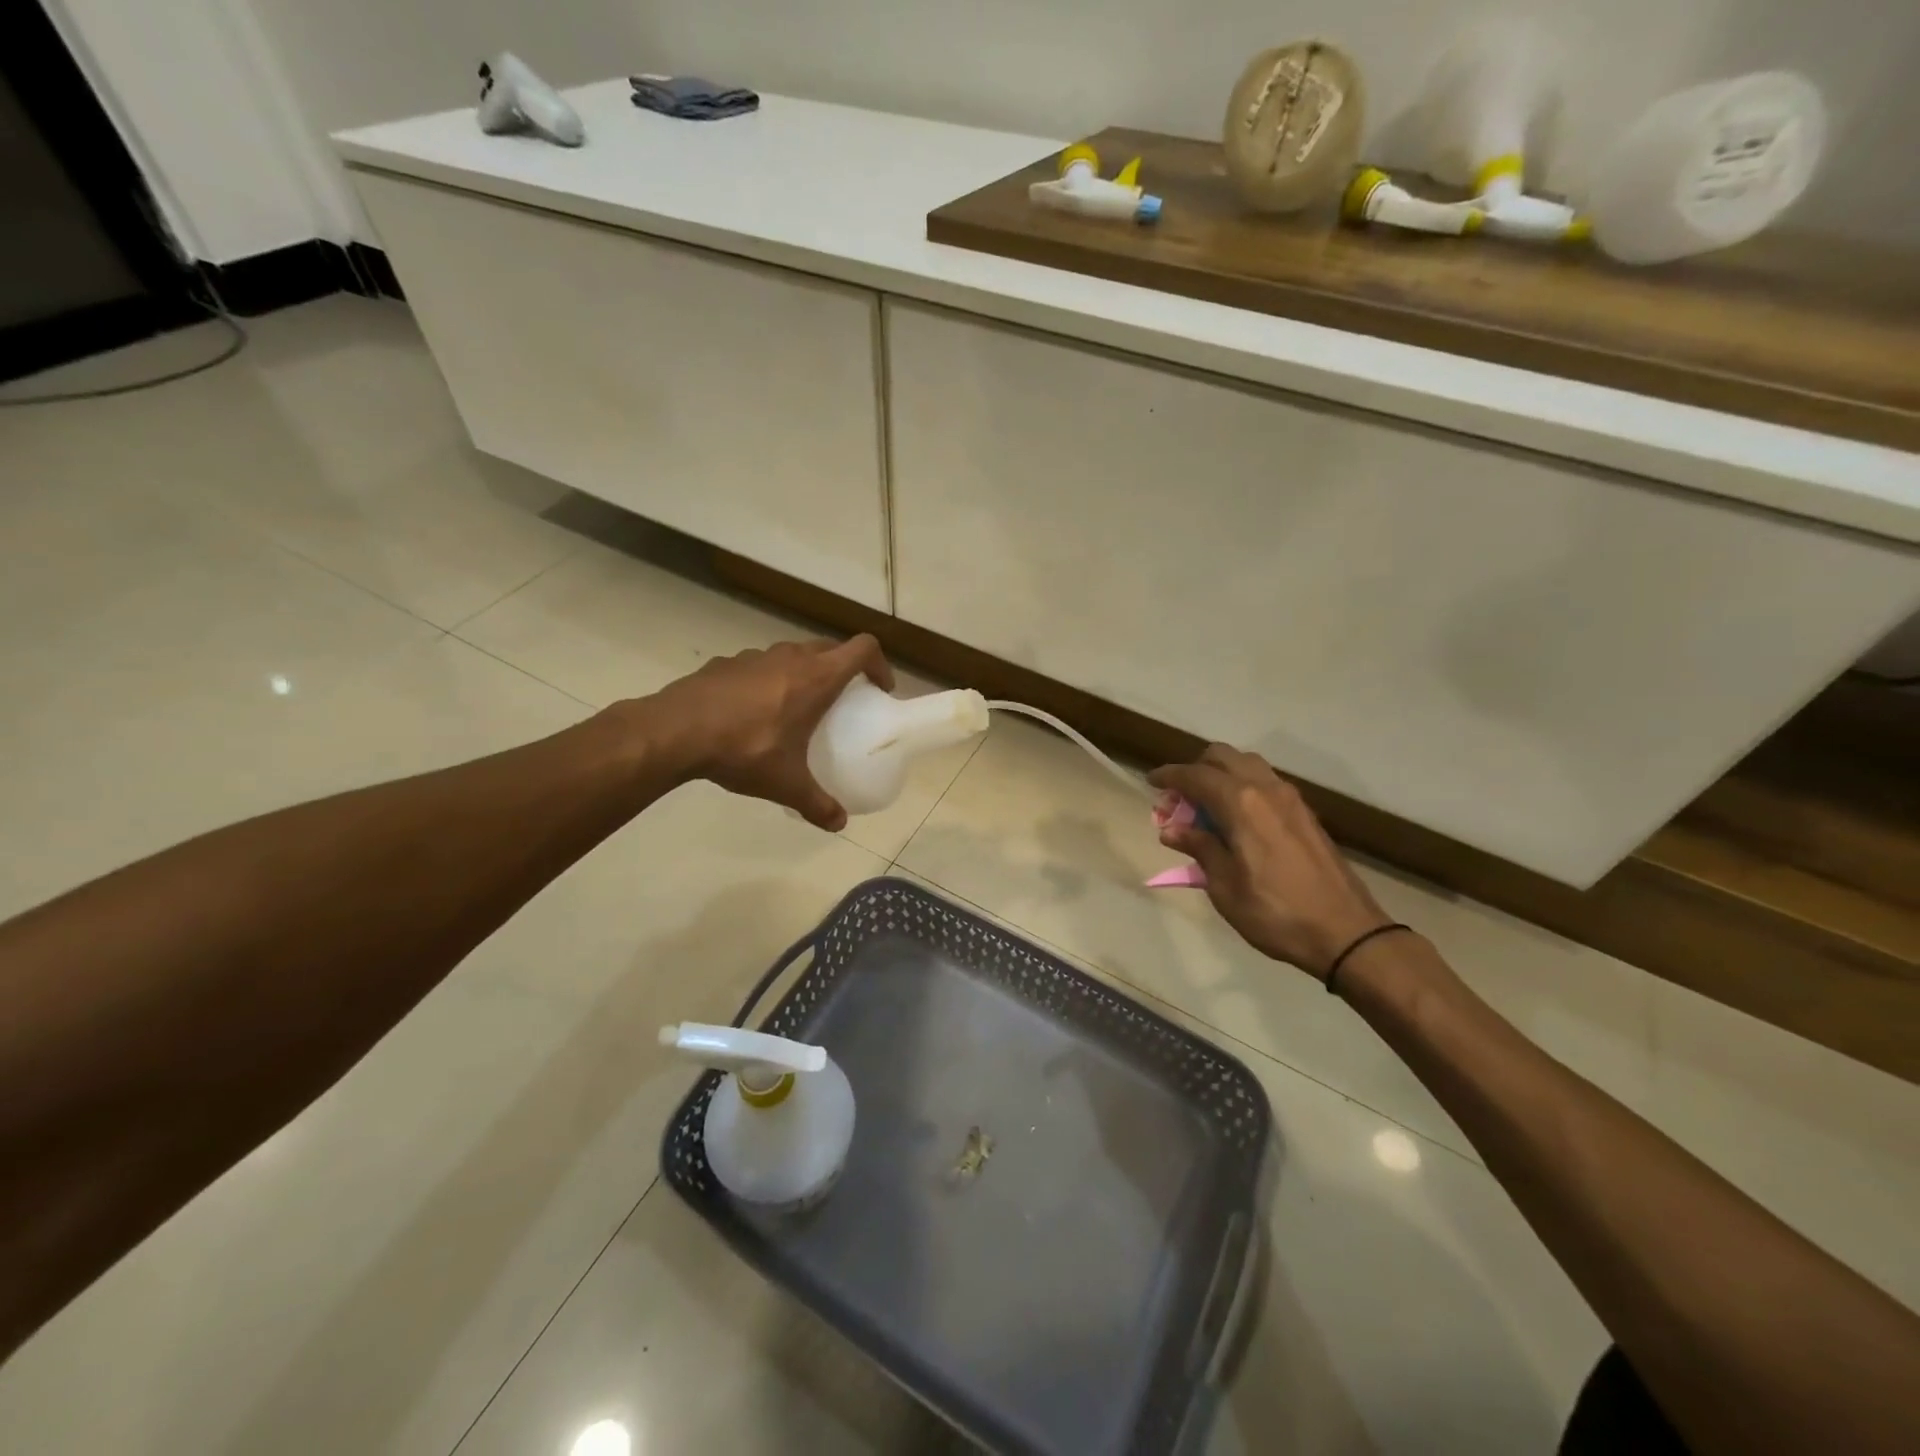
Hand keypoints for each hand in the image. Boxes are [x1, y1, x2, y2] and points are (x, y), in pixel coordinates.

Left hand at [646, 634, 893, 830]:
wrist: (675, 731)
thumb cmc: (744, 750)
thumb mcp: (786, 784)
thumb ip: (817, 804)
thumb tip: (839, 824)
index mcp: (817, 678)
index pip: (863, 649)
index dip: (879, 664)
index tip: (879, 689)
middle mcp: (791, 657)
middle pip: (831, 648)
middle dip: (844, 668)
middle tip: (844, 700)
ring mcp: (756, 656)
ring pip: (793, 654)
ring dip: (804, 672)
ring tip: (797, 707)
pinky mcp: (726, 662)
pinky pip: (760, 666)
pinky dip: (768, 681)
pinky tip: (753, 712)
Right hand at [1149, 744, 1391, 978]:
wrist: (1346, 932)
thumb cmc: (1275, 913)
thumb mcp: (1225, 887)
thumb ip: (1200, 849)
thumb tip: (1173, 829)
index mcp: (1240, 804)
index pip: (1195, 775)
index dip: (1169, 776)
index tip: (1152, 782)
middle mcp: (1265, 789)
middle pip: (1222, 757)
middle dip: (1195, 769)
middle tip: (1179, 799)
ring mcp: (1290, 798)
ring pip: (1247, 765)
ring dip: (1221, 775)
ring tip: (1205, 807)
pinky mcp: (1304, 813)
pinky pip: (1265, 782)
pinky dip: (1242, 786)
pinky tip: (1235, 818)